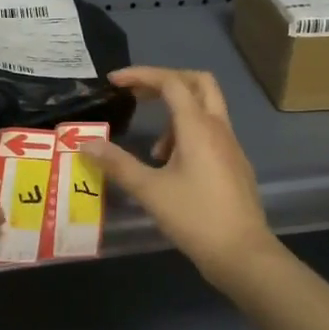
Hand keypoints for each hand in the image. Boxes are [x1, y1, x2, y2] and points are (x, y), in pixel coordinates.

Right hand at [84, 67, 278, 290]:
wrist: (243, 254)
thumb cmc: (195, 218)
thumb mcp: (150, 191)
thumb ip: (117, 164)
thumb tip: (85, 144)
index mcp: (198, 127)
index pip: (171, 82)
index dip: (141, 75)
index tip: (115, 82)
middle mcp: (218, 128)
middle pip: (198, 82)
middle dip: (166, 81)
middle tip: (139, 95)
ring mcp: (231, 146)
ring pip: (206, 109)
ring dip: (177, 114)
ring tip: (154, 151)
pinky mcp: (235, 164)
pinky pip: (211, 133)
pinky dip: (188, 135)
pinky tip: (172, 168)